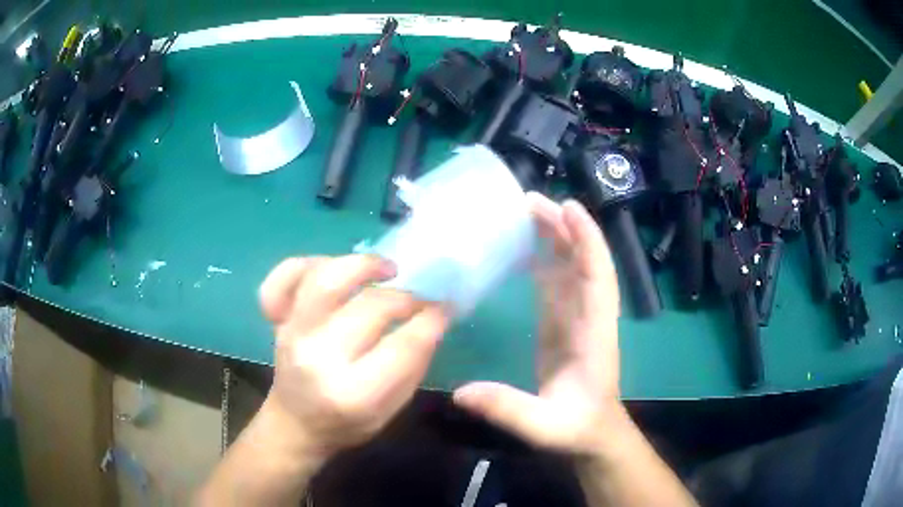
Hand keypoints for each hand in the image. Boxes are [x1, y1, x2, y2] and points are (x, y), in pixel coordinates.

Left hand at [258, 255, 450, 457]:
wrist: (294, 424)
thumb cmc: (347, 424)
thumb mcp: (391, 411)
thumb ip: (413, 366)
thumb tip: (431, 319)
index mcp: (353, 393)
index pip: (403, 345)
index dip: (431, 319)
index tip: (444, 308)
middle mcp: (318, 357)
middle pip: (370, 306)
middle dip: (406, 297)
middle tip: (420, 298)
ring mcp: (292, 333)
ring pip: (327, 279)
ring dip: (364, 265)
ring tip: (387, 270)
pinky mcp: (278, 319)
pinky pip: (286, 276)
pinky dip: (310, 262)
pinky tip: (334, 268)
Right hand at [453, 195, 627, 455]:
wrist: (593, 435)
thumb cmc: (577, 428)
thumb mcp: (544, 426)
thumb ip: (508, 409)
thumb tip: (460, 392)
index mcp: (594, 334)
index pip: (598, 278)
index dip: (588, 241)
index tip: (569, 208)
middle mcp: (589, 317)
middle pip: (583, 263)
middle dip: (564, 228)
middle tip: (531, 202)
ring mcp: (577, 320)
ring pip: (571, 269)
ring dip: (554, 238)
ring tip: (526, 212)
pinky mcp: (564, 326)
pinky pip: (558, 285)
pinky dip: (545, 262)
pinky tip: (524, 249)